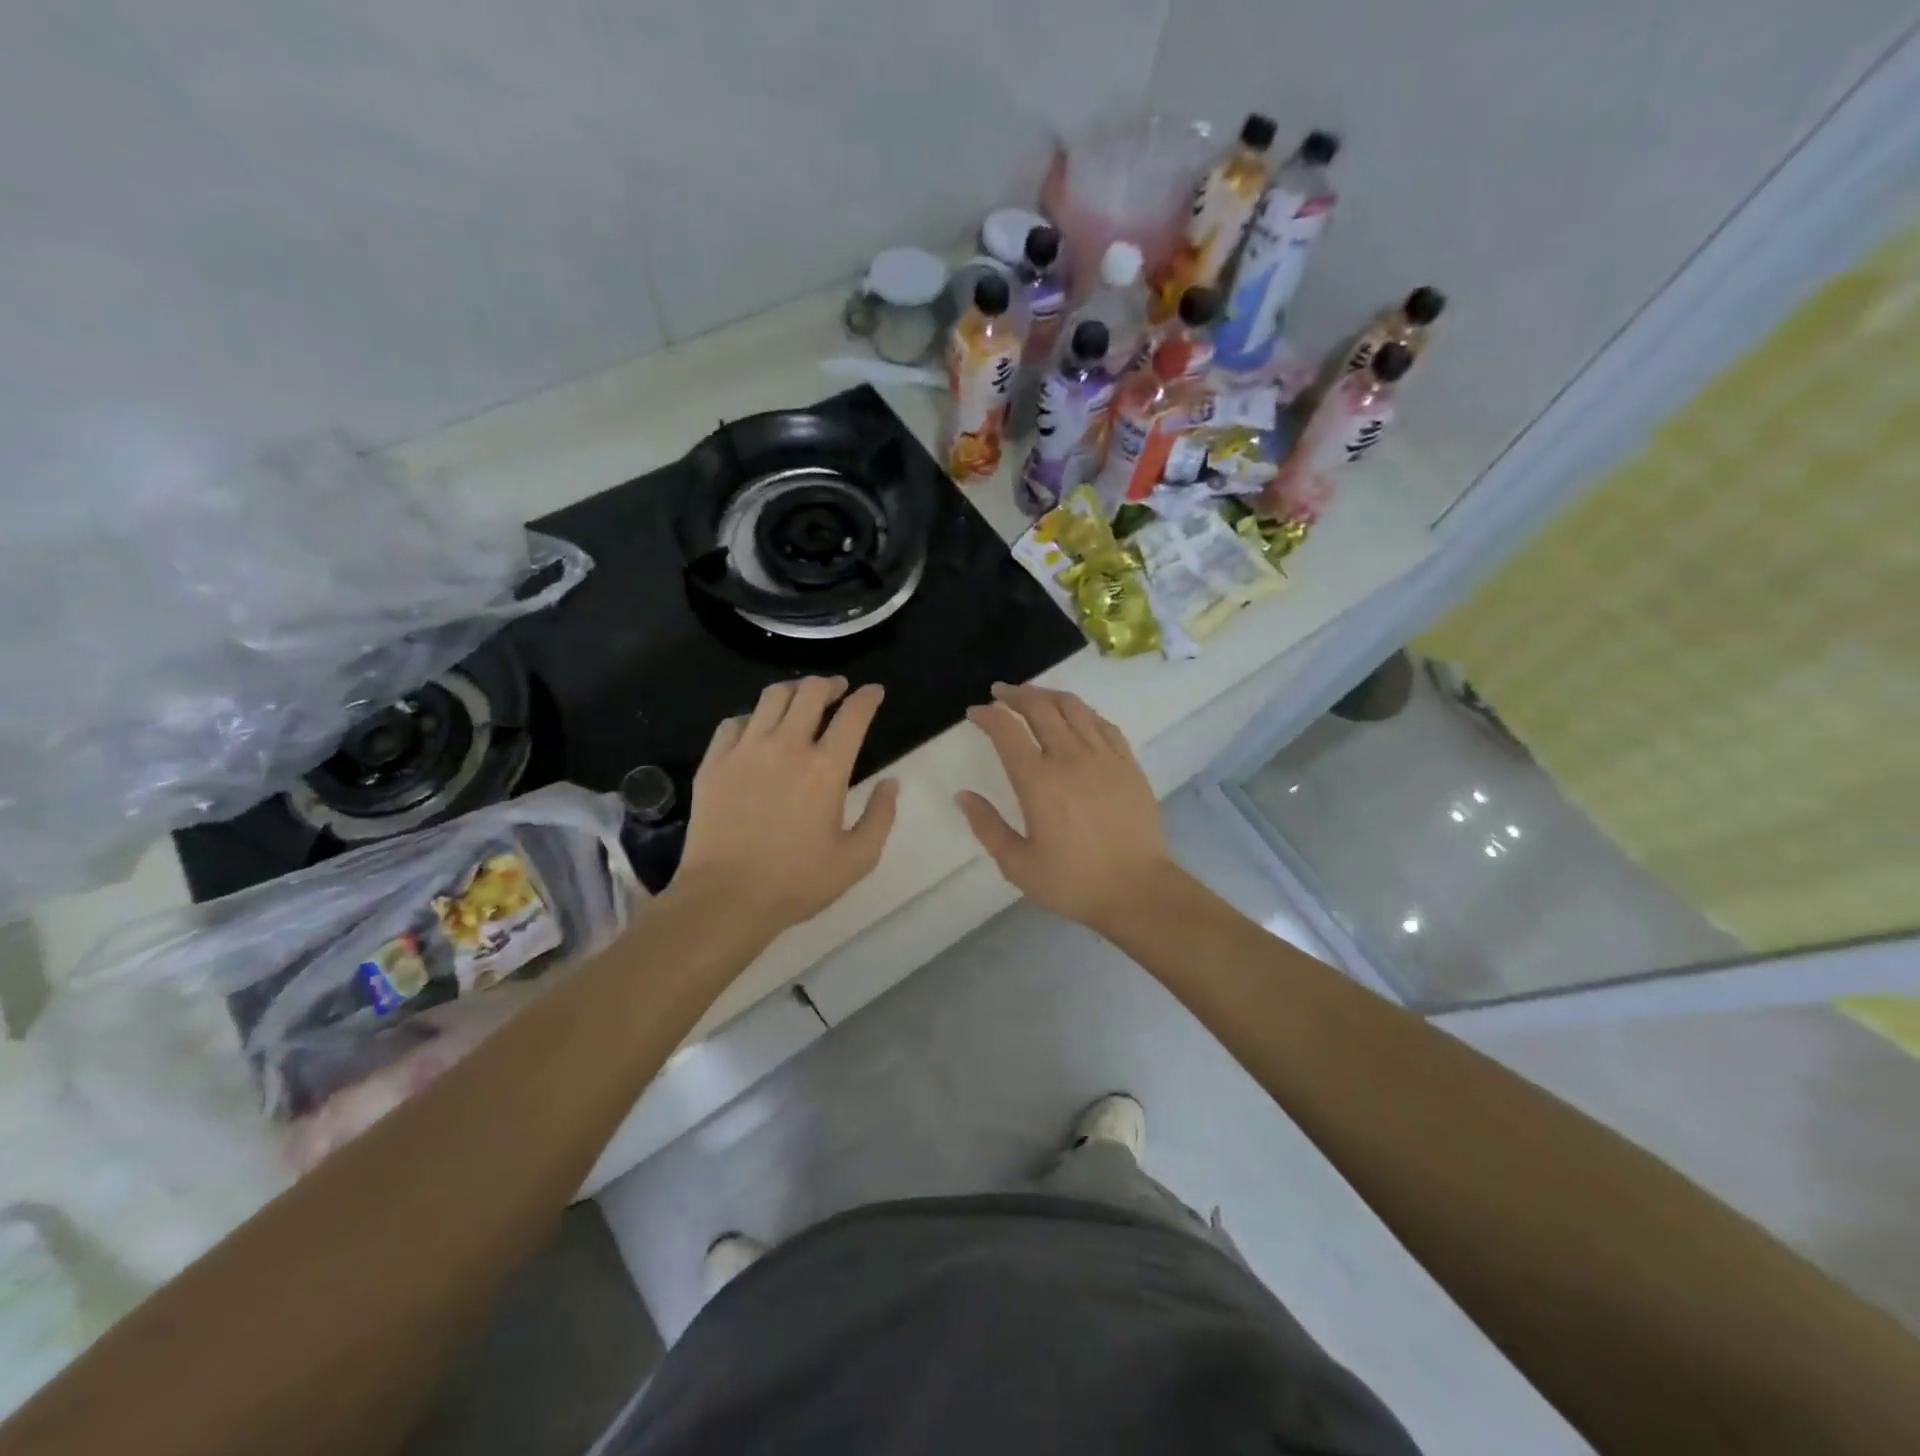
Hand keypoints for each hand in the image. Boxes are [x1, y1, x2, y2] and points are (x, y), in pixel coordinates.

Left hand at [674, 677, 898, 932]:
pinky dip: (752, 717)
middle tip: (837, 689)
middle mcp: (787, 746)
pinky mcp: (714, 762)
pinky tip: (756, 729)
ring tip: (800, 698)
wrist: (725, 898)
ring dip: (793, 691)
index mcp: (826, 768)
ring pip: (771, 697)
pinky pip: (733, 722)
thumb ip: (881, 816)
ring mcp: (745, 750)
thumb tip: (890, 784)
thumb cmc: (797, 882)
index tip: (874, 692)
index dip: (867, 697)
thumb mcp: (857, 859)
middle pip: (810, 692)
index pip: (853, 714)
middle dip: (829, 684)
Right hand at [956, 683, 1173, 931]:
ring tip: (1034, 696)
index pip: (1007, 731)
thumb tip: (962, 796)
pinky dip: (1083, 712)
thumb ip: (987, 826)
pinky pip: (1103, 724)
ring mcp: (1104, 757)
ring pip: (1074, 708)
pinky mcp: (1128, 764)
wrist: (1138, 890)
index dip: (987, 715)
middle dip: (1015, 695)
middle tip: (1000, 693)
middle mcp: (1070, 758)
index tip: (975, 712)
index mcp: (1038, 781)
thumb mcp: (1017, 865)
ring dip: (1048, 695)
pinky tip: (1076, 716)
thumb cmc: (1073, 882)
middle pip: (1040, 707)